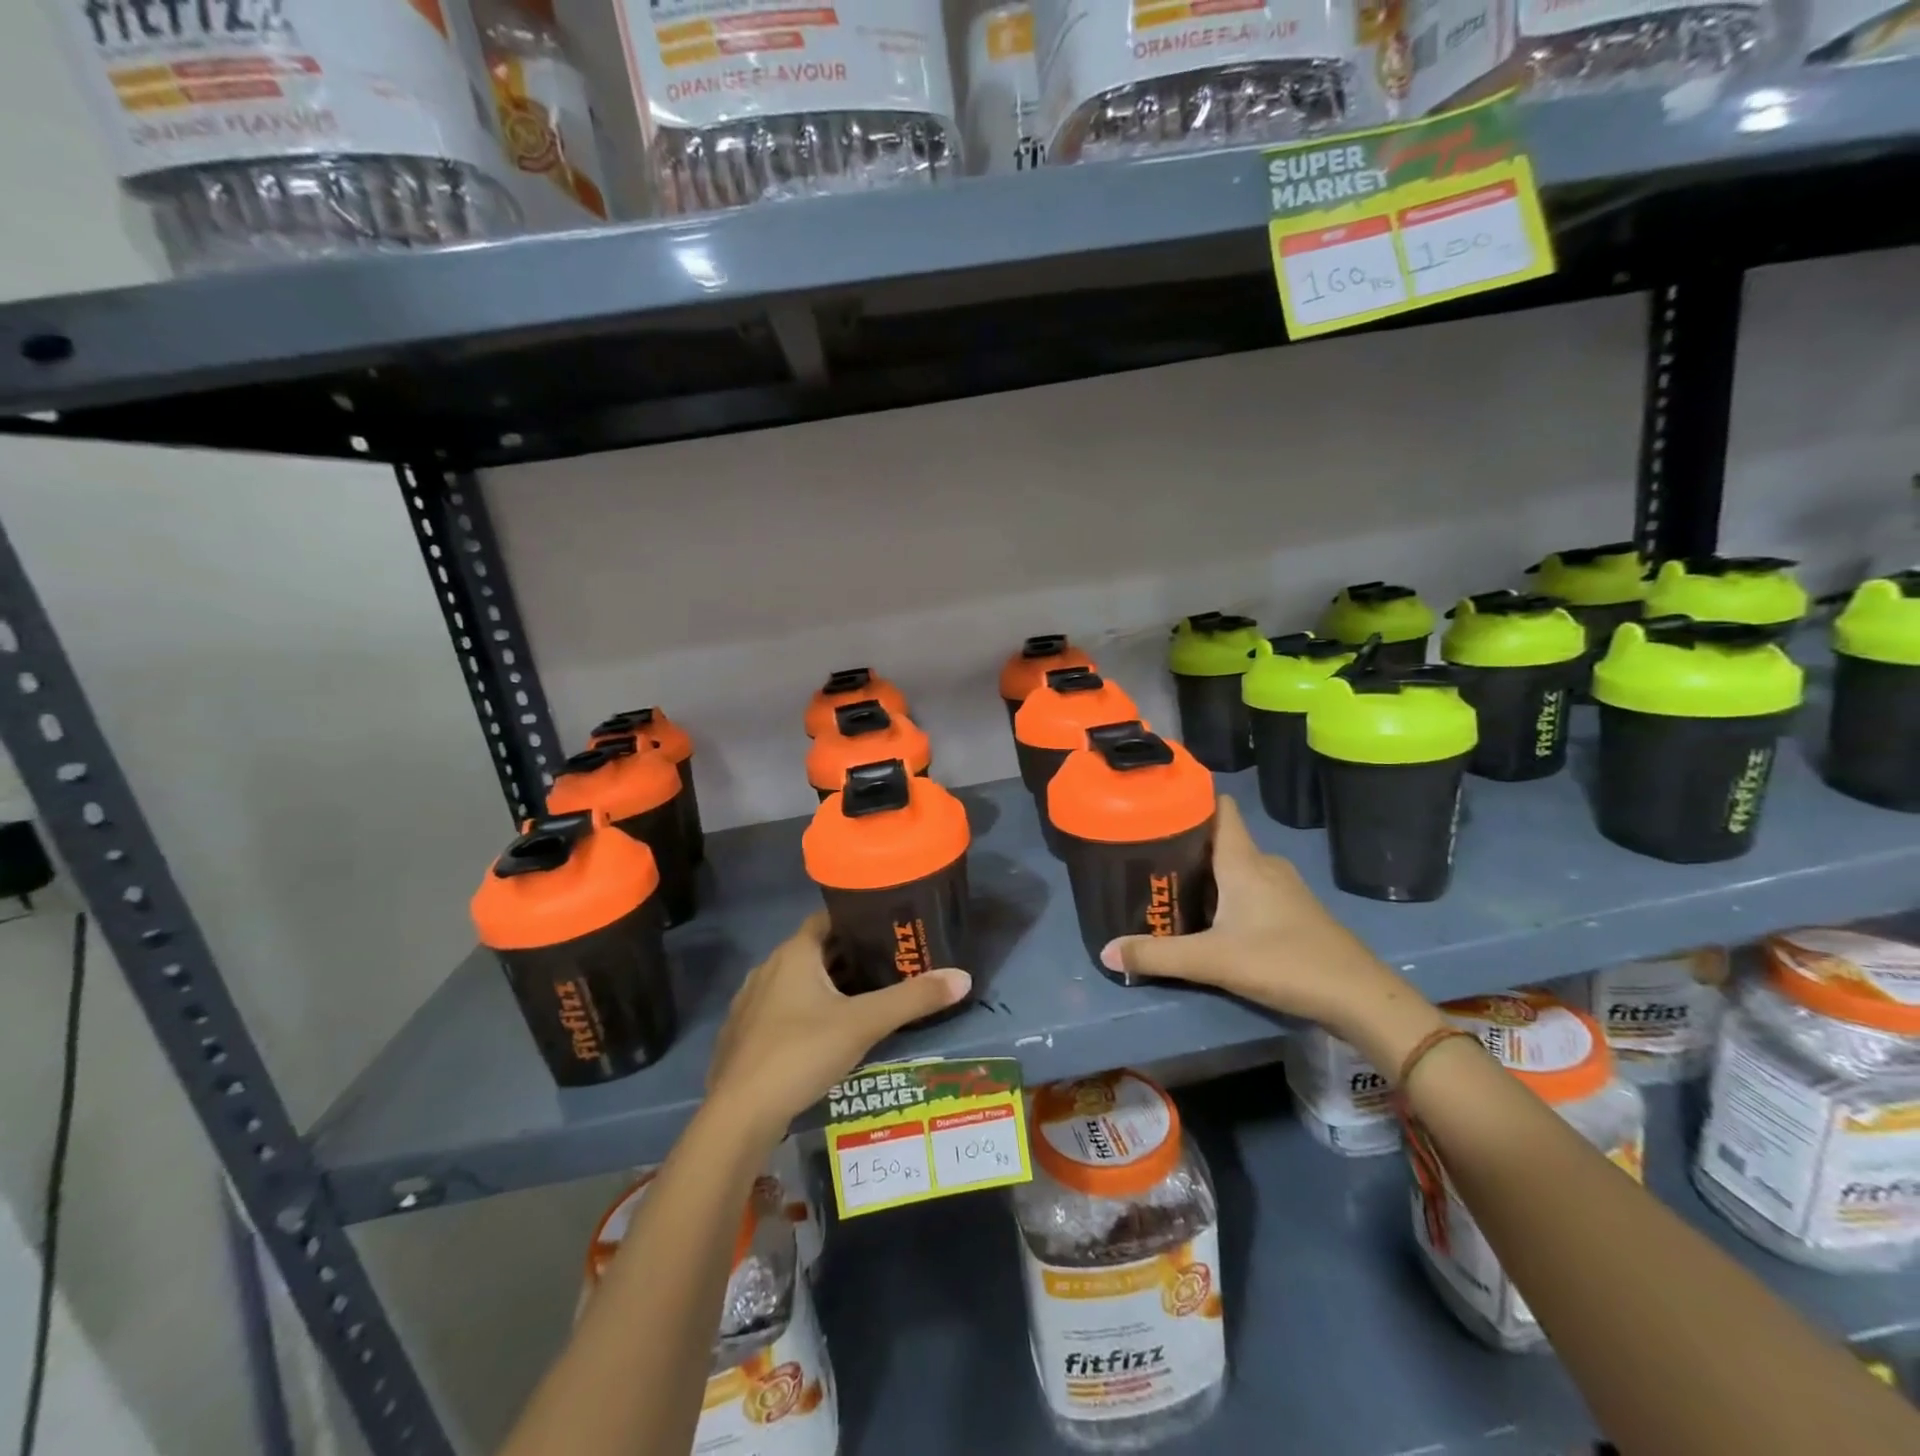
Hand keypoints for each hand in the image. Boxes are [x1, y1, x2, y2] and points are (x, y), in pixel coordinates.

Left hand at [707, 913, 969, 1143]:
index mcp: (794, 953)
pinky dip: (805, 1012)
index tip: (889, 929)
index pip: (829, 919)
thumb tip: (964, 976)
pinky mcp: (742, 1034)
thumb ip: (913, 999)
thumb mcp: (864, 1024)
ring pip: (797, 982)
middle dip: (849, 957)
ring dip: (826, 986)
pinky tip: (824, 1036)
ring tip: (864, 1000)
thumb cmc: (801, 1053)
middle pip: (815, 951)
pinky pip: (780, 1009)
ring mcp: (750, 1002)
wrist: (738, 1115)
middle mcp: (768, 968)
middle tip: (889, 966)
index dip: (858, 920)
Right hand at [1100, 796, 1444, 1066]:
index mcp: (1244, 861)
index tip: (1157, 803)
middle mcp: (1264, 865)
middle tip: (1147, 856)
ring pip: (1236, 868)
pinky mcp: (1294, 911)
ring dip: (1206, 874)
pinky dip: (1227, 894)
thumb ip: (1157, 956)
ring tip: (1170, 886)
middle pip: (1220, 841)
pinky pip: (1251, 888)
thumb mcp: (1212, 961)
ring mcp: (1284, 888)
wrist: (1358, 996)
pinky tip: (1210, 918)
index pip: (1220, 810)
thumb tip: (1107, 951)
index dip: (1191, 800)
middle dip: (1186, 845)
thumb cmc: (1283, 961)